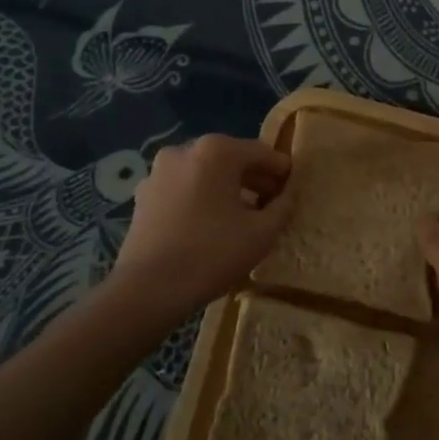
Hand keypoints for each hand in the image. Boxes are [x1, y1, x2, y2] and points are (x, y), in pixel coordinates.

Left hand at [107, 134, 293, 319]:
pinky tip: (211, 224)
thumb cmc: (212, 254)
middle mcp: (184, 150)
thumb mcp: (262, 233)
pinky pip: (183, 188)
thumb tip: (288, 193)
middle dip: (254, 178)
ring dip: (227, 188)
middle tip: (273, 202)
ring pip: (205, 173)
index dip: (281, 170)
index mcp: (216, 151)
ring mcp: (158, 172)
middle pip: (230, 159)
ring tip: (244, 215)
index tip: (295, 187)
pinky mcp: (143, 195)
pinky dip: (202, 198)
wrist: (148, 289)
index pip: (261, 152)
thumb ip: (283, 205)